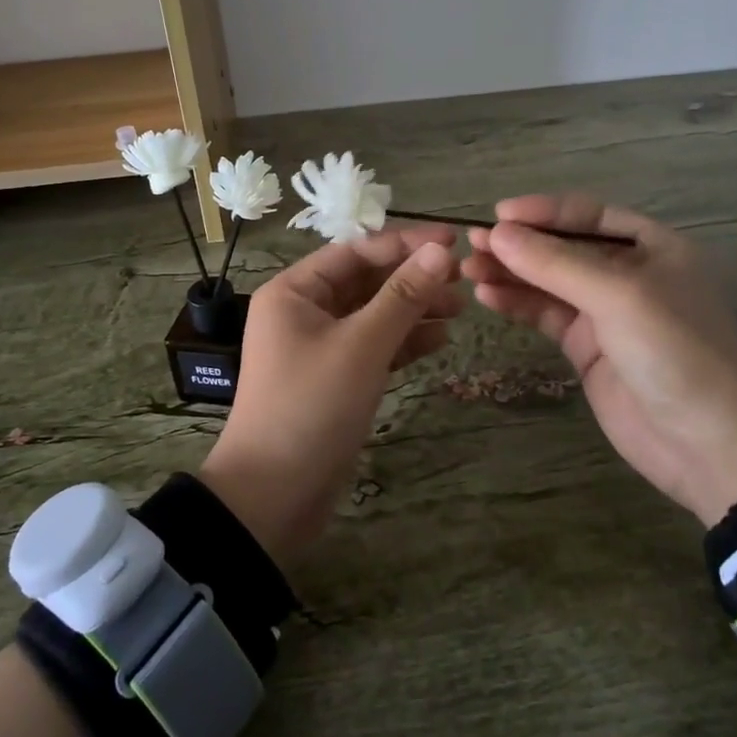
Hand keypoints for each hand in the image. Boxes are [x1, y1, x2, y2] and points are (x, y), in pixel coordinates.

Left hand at [199, 226, 461, 564]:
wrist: (273, 496)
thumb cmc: (311, 407)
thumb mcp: (361, 346)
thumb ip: (403, 296)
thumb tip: (441, 252)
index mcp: (295, 291)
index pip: (356, 251)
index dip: (405, 243)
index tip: (453, 241)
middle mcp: (303, 311)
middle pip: (365, 281)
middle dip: (412, 278)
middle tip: (463, 278)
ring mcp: (318, 346)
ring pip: (372, 314)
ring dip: (413, 310)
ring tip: (461, 309)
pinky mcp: (334, 379)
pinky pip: (372, 347)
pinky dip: (403, 342)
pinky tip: (440, 340)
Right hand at [462, 194, 736, 524]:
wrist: (709, 447)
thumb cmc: (676, 353)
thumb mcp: (619, 297)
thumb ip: (555, 264)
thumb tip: (496, 233)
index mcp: (652, 247)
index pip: (587, 216)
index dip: (542, 211)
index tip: (497, 214)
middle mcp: (628, 273)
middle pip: (562, 247)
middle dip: (519, 244)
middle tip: (471, 243)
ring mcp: (606, 312)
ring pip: (548, 281)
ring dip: (510, 273)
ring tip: (468, 269)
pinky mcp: (587, 348)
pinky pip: (546, 315)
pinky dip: (517, 304)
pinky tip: (488, 297)